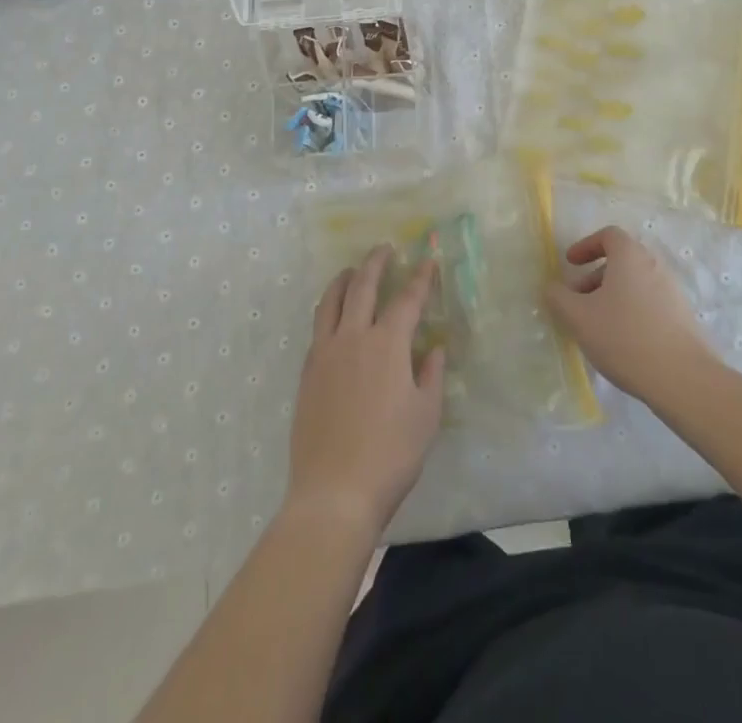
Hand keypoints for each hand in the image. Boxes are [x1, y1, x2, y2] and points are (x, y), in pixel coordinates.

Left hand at [286, 245, 444, 537]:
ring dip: (343, 280)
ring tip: (351, 271)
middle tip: (384, 249)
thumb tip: (434, 349)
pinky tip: (334, 317)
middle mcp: (353, 338)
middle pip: (362, 287)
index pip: (407, 299)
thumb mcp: (426, 416)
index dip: (420, 278)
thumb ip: (431, 376)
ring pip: (331, 302)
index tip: (428, 260)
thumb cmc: (391, 455)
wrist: (334, 493)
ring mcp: (324, 354)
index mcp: (387, 345)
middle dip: (375, 263)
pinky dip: (328, 311)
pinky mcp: (307, 373)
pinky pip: (317, 329)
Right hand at [545, 225, 714, 402]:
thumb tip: (552, 287)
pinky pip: (650, 301)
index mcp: (630, 256)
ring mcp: (672, 290)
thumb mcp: (578, 317)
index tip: (570, 264)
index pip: (608, 235)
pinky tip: (622, 340)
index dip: (586, 245)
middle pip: (621, 260)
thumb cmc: (624, 337)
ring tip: (597, 325)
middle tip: (577, 300)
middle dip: (594, 276)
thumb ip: (558, 297)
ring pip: (635, 282)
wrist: (682, 377)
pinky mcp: (682, 315)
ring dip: (612, 295)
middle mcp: (654, 265)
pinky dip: (631, 310)